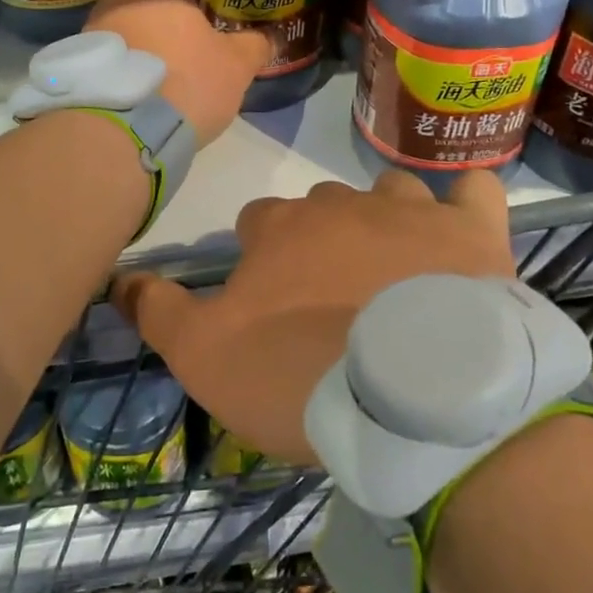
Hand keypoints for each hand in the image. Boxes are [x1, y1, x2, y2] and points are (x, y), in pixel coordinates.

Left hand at [86, 0, 268, 143]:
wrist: (120, 135)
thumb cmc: (184, 81)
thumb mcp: (234, 65)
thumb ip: (254, 45)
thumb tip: (270, 37)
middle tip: (197, 5)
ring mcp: (92, 29)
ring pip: (125, 14)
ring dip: (147, 25)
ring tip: (175, 46)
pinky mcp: (83, 64)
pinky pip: (113, 46)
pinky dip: (132, 53)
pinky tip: (152, 75)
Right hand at [114, 170, 514, 464]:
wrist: (419, 400)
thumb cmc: (303, 375)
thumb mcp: (205, 358)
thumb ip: (157, 311)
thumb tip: (118, 275)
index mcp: (281, 228)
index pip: (255, 222)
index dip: (258, 261)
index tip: (269, 305)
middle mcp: (341, 203)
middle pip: (319, 207)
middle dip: (318, 241)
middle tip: (330, 302)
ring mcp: (412, 210)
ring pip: (388, 192)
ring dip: (385, 219)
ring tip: (393, 271)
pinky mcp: (475, 231)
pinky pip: (475, 191)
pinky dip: (466, 204)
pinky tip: (460, 228)